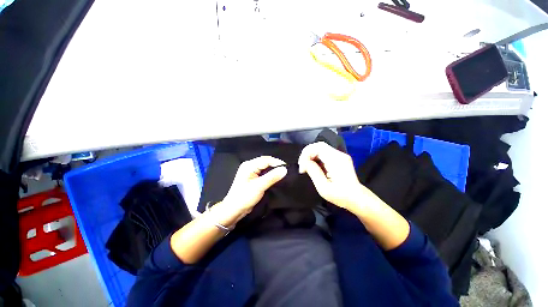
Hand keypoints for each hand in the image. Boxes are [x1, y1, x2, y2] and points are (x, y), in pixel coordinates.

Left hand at [214, 156, 287, 226]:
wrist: (234, 210)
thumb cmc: (244, 197)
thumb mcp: (259, 186)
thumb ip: (272, 177)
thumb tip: (284, 169)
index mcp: (249, 165)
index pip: (266, 160)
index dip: (277, 163)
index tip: (287, 168)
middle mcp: (249, 166)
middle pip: (266, 162)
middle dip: (276, 166)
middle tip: (285, 172)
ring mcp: (251, 172)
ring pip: (265, 168)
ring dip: (273, 171)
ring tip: (282, 175)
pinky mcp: (252, 178)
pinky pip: (263, 173)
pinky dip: (270, 175)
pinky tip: (275, 178)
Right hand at [298, 142, 365, 210]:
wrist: (358, 199)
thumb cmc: (341, 196)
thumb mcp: (323, 188)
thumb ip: (313, 172)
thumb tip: (305, 162)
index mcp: (336, 160)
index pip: (318, 147)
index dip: (306, 154)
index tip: (302, 167)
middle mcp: (339, 155)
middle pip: (319, 145)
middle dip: (307, 154)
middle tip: (302, 166)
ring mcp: (340, 156)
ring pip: (321, 148)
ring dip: (311, 156)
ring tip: (306, 168)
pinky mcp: (340, 159)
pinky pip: (324, 153)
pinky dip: (316, 158)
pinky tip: (314, 167)